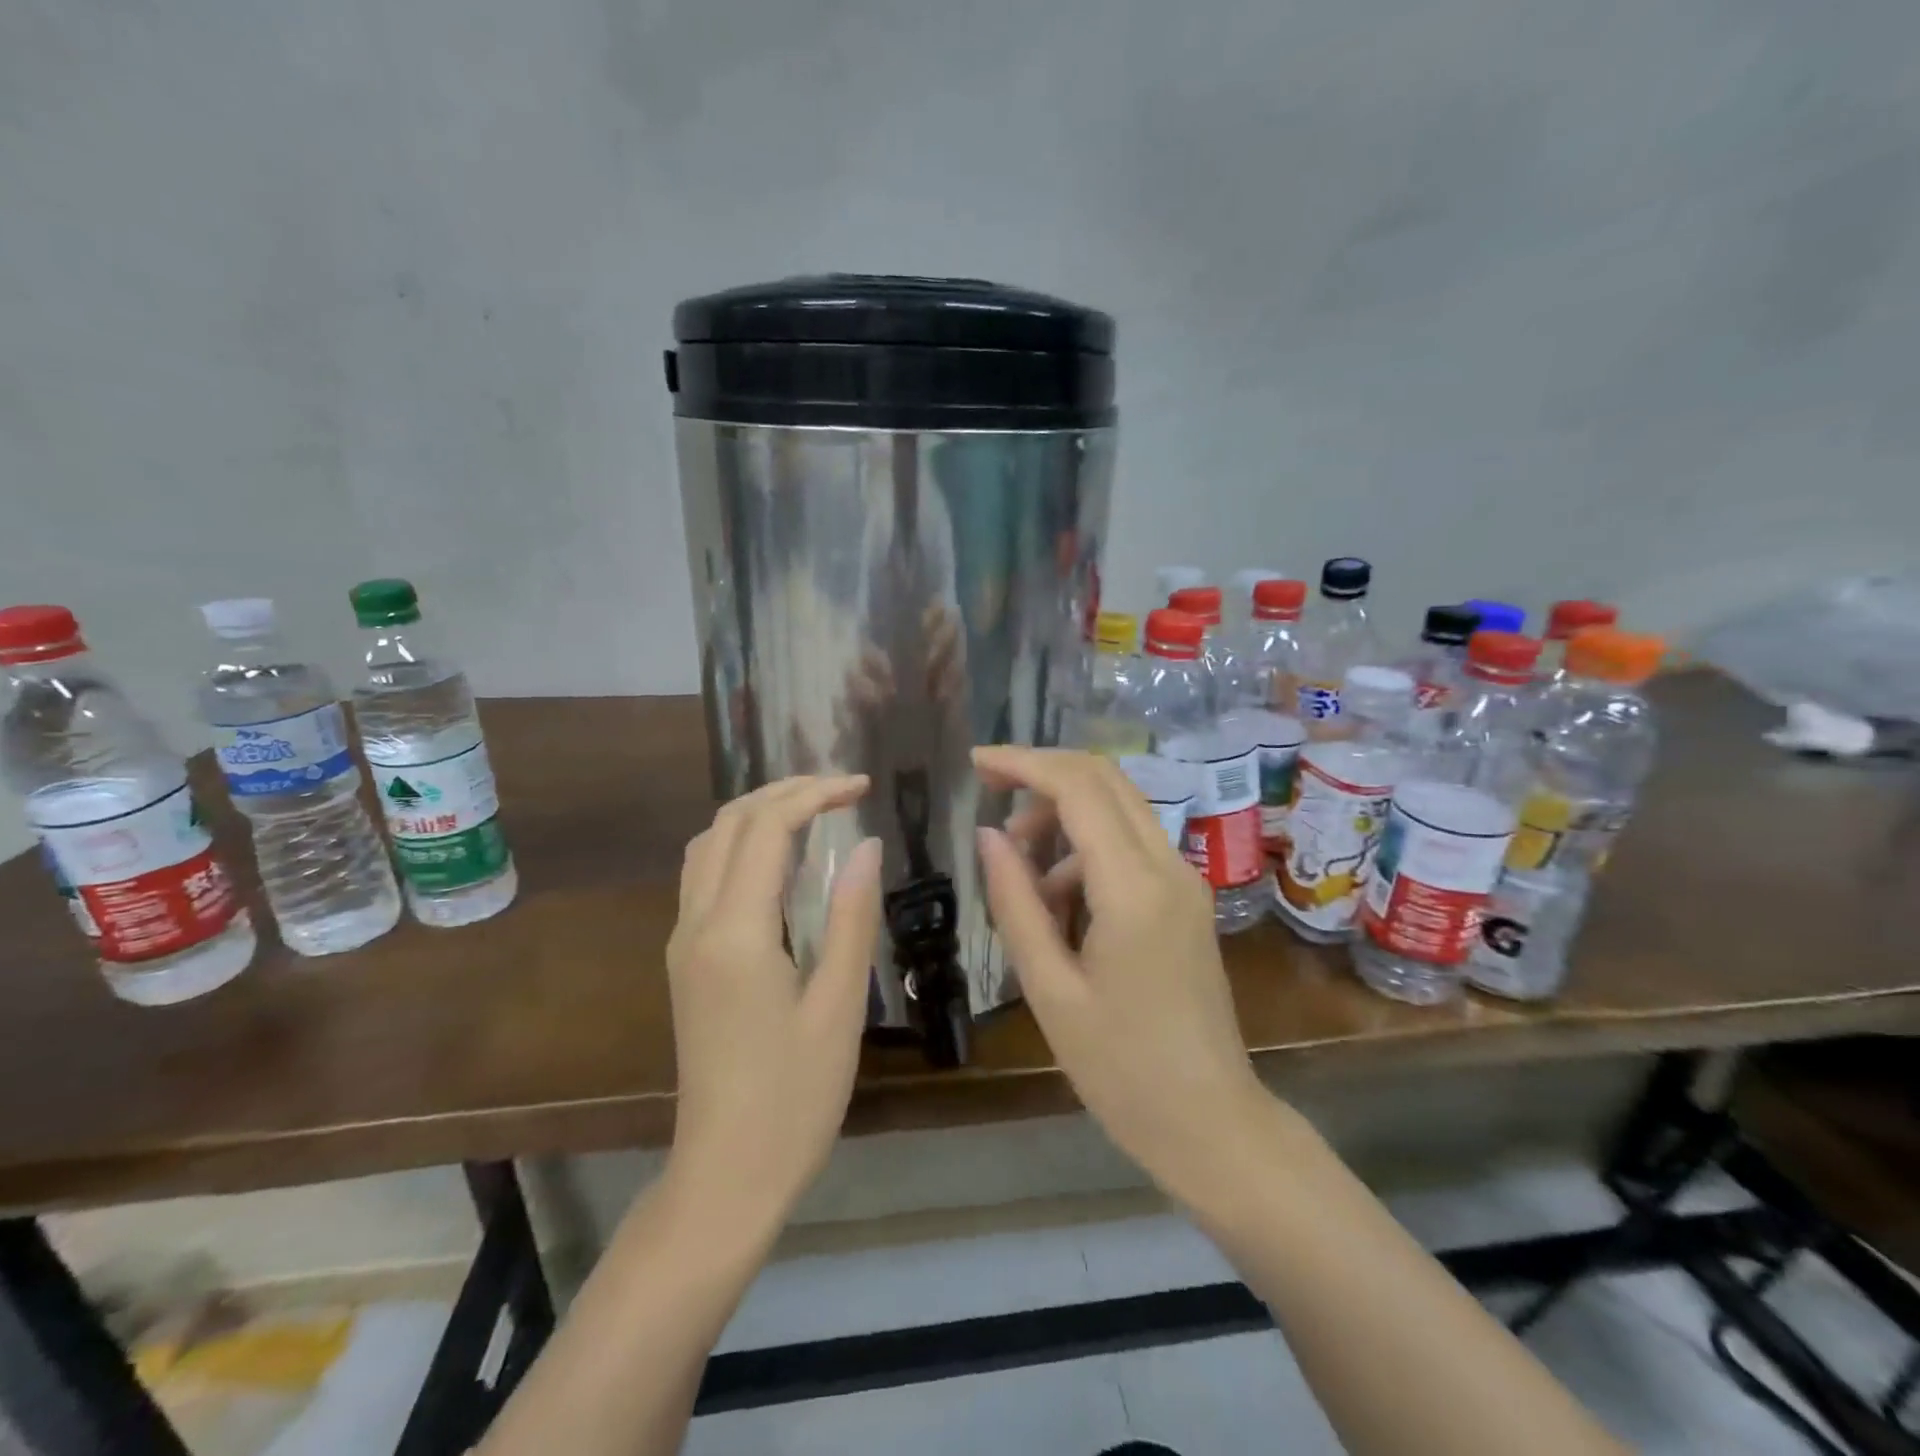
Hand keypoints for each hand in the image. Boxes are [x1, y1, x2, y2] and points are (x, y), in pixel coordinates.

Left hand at [665, 776, 882, 1227]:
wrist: (725, 1174)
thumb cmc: (795, 1098)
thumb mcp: (838, 1006)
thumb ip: (850, 917)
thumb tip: (865, 846)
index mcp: (736, 933)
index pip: (766, 829)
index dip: (814, 795)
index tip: (862, 787)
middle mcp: (697, 924)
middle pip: (729, 823)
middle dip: (785, 791)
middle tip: (842, 788)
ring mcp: (683, 942)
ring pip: (709, 845)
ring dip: (758, 813)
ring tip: (814, 810)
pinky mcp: (685, 960)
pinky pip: (705, 876)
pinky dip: (742, 845)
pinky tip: (782, 860)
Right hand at [973, 748, 1267, 1201]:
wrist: (1212, 1123)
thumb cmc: (1121, 1069)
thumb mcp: (1049, 989)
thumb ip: (1015, 902)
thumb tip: (988, 835)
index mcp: (1134, 889)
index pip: (1078, 788)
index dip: (1023, 763)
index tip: (975, 763)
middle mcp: (1169, 867)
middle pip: (1105, 780)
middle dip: (1043, 773)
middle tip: (988, 790)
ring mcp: (1184, 881)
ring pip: (1118, 809)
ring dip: (1062, 817)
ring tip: (1016, 868)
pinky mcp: (1185, 899)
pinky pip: (1130, 846)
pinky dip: (1085, 851)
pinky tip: (1056, 904)